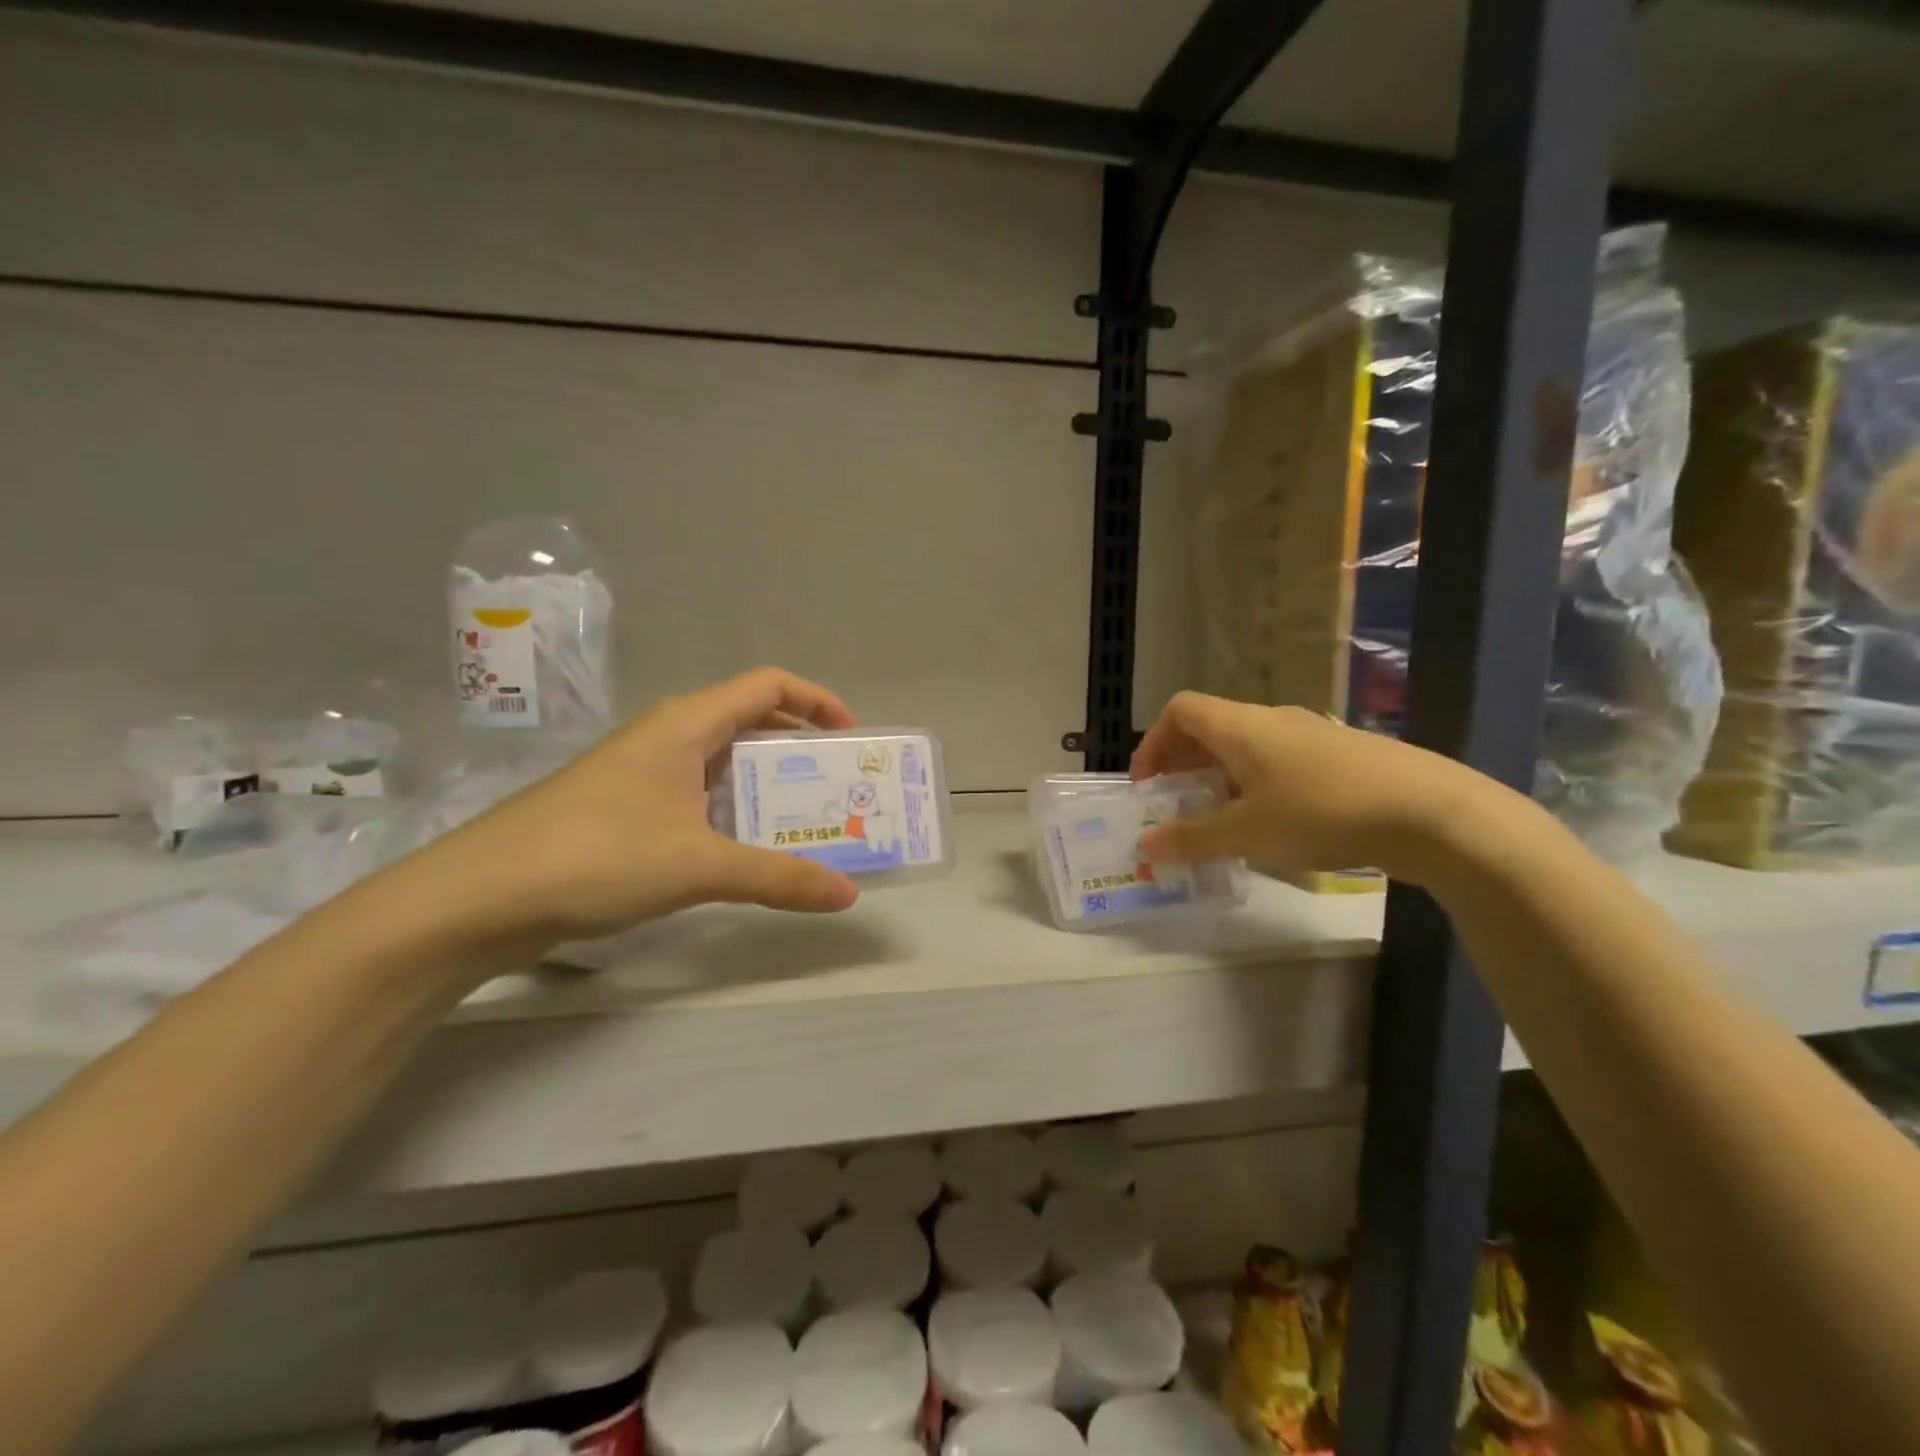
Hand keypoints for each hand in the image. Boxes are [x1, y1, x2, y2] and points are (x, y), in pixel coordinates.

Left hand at [418, 668, 862, 943]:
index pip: (768, 685)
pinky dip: (732, 813)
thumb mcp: (699, 865)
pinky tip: (744, 852)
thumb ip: (779, 878)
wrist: (476, 899)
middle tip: (839, 789)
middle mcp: (666, 736)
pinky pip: (696, 796)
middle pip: (750, 722)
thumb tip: (847, 896)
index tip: (851, 739)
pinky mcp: (623, 811)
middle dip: (800, 750)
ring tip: (806, 823)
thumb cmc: (595, 856)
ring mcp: (641, 774)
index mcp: (686, 723)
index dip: (817, 700)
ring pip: (722, 764)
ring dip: (767, 786)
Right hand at [1130, 692, 1510, 885]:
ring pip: (1247, 747)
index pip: (1181, 710)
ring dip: (1221, 778)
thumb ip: (1192, 838)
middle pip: (1211, 728)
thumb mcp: (1248, 833)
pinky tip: (1273, 826)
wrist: (1432, 812)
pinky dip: (1257, 786)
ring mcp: (1311, 735)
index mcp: (1241, 726)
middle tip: (1177, 808)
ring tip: (1221, 822)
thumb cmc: (1323, 812)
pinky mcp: (1341, 757)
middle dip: (1184, 766)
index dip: (1154, 743)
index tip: (1149, 786)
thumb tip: (1145, 844)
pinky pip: (1279, 762)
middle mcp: (1272, 720)